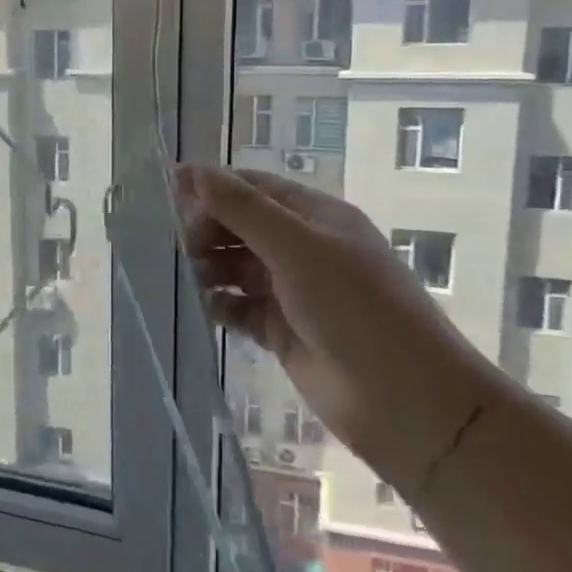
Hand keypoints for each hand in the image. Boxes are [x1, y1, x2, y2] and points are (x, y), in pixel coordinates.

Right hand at [177, 165, 490, 490]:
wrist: (404, 399)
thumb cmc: (354, 307)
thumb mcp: (298, 247)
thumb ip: (243, 209)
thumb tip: (192, 171)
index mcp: (316, 217)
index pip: (255, 188)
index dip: (214, 185)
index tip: (168, 190)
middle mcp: (304, 249)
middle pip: (243, 226)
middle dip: (210, 228)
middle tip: (182, 244)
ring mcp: (294, 292)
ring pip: (239, 267)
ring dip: (212, 266)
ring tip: (191, 275)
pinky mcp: (284, 332)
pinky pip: (241, 309)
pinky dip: (222, 305)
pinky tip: (206, 307)